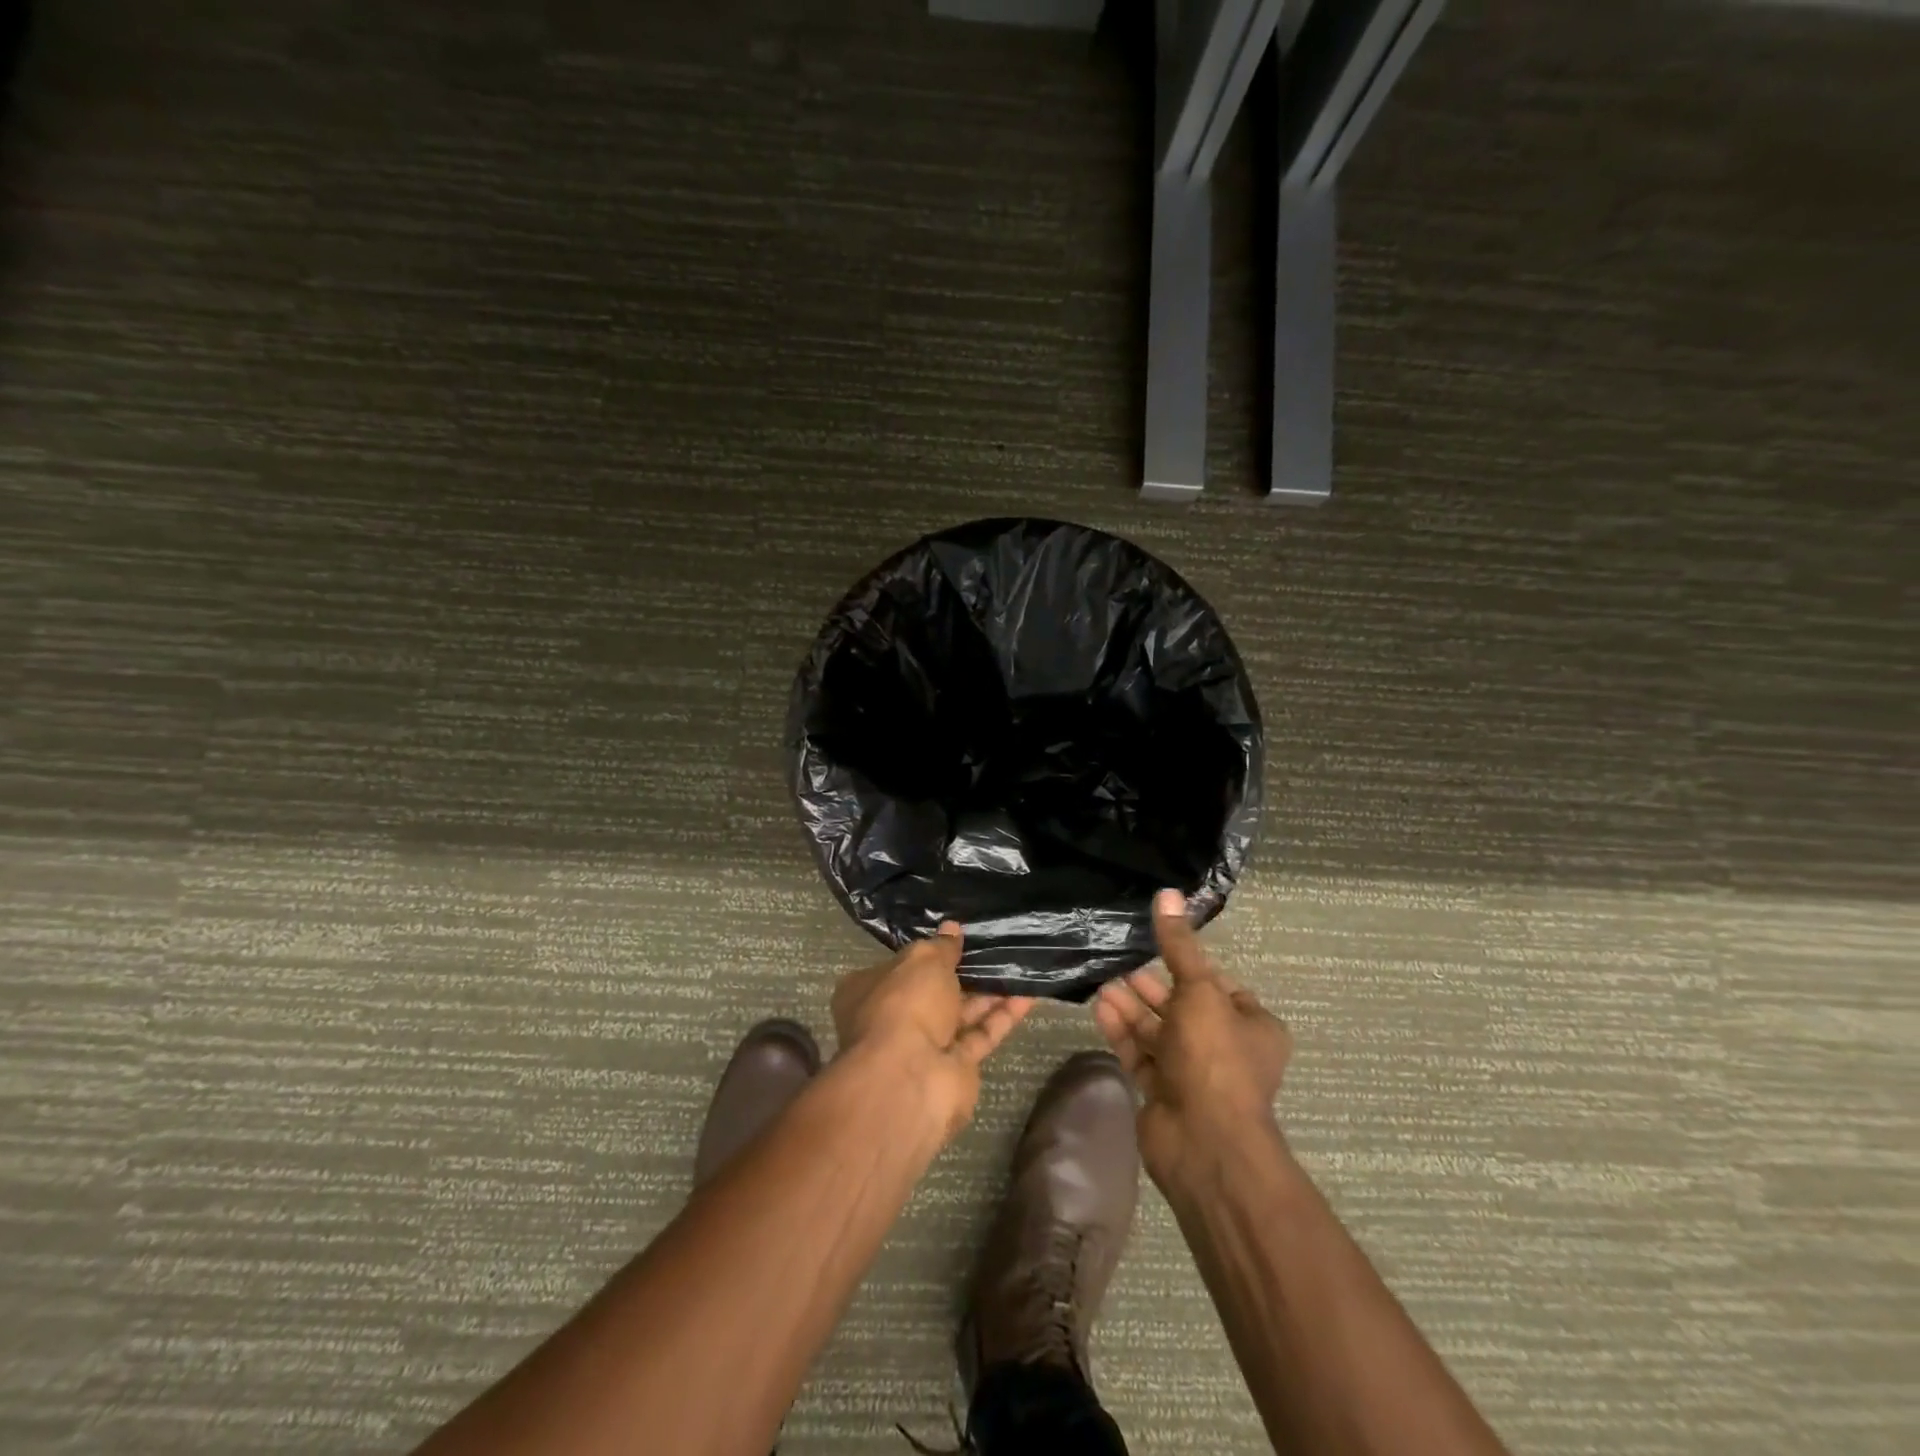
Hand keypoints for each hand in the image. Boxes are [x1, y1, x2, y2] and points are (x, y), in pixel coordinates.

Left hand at [831, 922, 1034, 1140]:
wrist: (911, 1078)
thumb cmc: (905, 1004)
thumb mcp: (923, 960)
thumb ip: (941, 946)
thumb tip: (951, 928)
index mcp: (869, 991)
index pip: (898, 967)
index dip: (925, 953)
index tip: (955, 939)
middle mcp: (894, 1019)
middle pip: (932, 992)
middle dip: (962, 974)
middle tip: (994, 950)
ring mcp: (924, 1047)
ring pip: (960, 1014)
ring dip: (988, 993)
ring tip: (1018, 966)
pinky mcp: (955, 1069)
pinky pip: (981, 1035)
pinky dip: (1002, 1017)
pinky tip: (1028, 994)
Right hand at [1092, 890, 1293, 1187]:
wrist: (1203, 1141)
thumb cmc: (1214, 1057)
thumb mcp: (1199, 990)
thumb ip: (1179, 945)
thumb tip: (1167, 893)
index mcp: (1253, 1026)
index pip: (1219, 984)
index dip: (1189, 964)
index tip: (1157, 946)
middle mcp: (1225, 1048)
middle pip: (1183, 1006)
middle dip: (1151, 985)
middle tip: (1120, 962)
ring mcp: (1193, 1074)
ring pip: (1158, 1031)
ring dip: (1132, 1007)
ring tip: (1103, 982)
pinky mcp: (1163, 1093)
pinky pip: (1140, 1054)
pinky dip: (1122, 1032)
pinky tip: (1100, 1008)